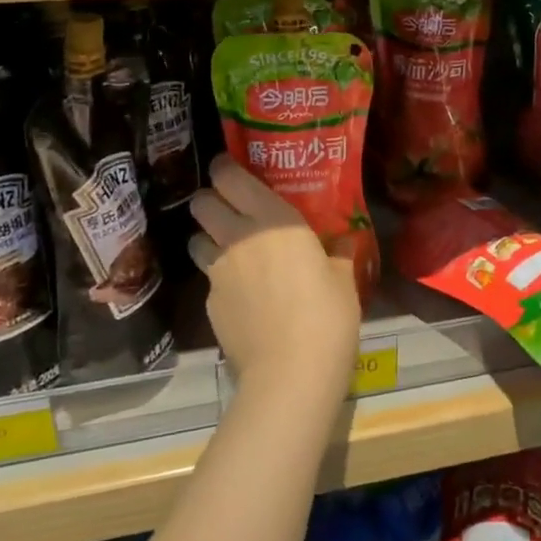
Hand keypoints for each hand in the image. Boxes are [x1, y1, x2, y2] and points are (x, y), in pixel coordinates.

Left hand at [189, 156, 360, 407]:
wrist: (290, 372)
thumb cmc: (326, 314)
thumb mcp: (343, 279)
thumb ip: (339, 253)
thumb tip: (344, 240)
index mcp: (272, 218)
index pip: (230, 177)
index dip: (224, 168)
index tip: (230, 168)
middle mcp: (237, 237)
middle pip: (202, 203)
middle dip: (210, 201)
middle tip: (229, 209)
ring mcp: (218, 271)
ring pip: (195, 240)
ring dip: (207, 238)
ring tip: (228, 250)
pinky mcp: (208, 304)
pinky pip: (207, 280)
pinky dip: (218, 280)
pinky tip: (239, 295)